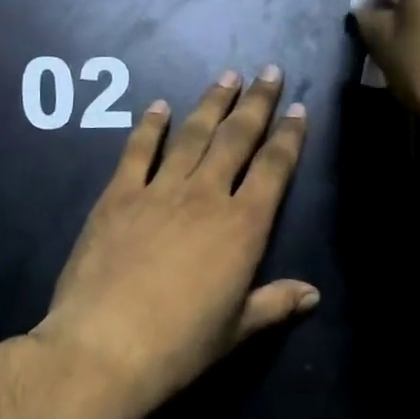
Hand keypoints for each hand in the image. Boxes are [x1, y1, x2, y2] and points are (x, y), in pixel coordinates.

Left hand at [30, 67, 316, 418]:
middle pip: (236, 139)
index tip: (297, 109)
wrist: (106, 346)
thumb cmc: (180, 344)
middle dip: (255, 103)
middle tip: (268, 72)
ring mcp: (159, 191)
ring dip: (211, 103)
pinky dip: (150, 126)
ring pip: (191, 135)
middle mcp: (206, 196)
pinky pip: (138, 151)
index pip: (274, 169)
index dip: (288, 137)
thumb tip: (313, 295)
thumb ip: (275, 304)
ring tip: (227, 77)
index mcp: (243, 226)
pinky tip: (159, 106)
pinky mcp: (117, 196)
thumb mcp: (237, 329)